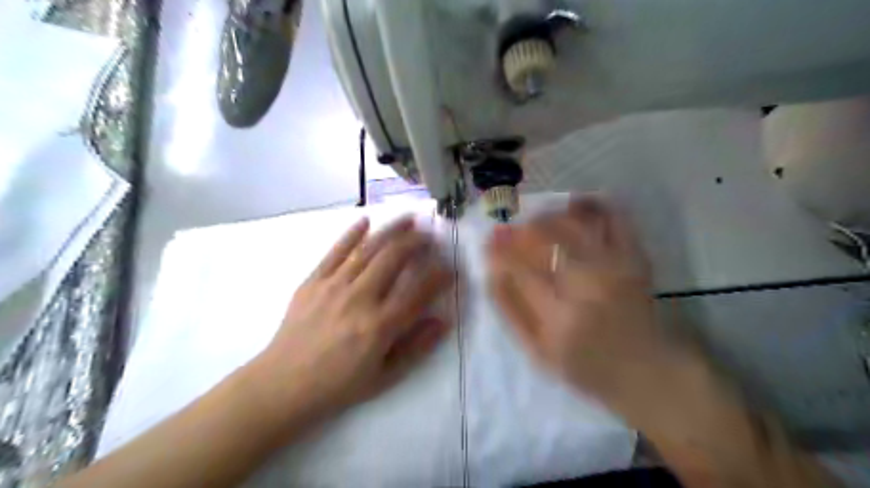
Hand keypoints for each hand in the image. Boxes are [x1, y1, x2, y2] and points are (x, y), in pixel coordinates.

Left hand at [252, 216, 451, 426]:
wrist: (283, 385)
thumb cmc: (338, 385)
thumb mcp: (384, 376)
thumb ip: (416, 348)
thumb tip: (443, 321)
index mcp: (379, 326)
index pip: (418, 291)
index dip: (439, 276)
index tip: (451, 267)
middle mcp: (359, 299)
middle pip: (393, 259)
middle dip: (417, 242)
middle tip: (431, 234)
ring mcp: (333, 286)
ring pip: (368, 249)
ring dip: (391, 231)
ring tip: (408, 218)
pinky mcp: (313, 281)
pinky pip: (334, 252)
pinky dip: (351, 234)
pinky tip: (365, 220)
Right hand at [487, 196, 716, 428]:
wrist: (645, 368)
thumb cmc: (585, 365)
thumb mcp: (537, 351)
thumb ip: (511, 310)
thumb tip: (492, 271)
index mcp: (560, 316)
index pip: (521, 270)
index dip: (500, 252)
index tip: (490, 243)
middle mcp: (588, 285)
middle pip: (547, 238)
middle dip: (521, 230)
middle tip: (510, 232)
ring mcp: (615, 266)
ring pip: (574, 223)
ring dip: (548, 217)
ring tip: (535, 223)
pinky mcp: (635, 257)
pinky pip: (614, 217)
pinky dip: (591, 205)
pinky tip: (573, 205)